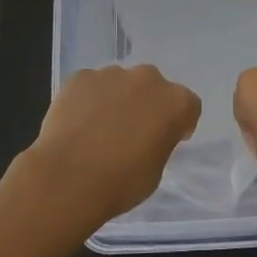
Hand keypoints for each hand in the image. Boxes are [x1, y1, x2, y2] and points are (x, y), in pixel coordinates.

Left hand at [21, 65, 201, 229]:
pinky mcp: (80, 77)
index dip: (179, 122)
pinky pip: (91, 86)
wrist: (67, 178)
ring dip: (117, 100)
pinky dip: (89, 99)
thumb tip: (149, 134)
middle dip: (147, 104)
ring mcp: (111, 74)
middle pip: (153, 87)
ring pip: (121, 84)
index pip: (188, 106)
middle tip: (132, 132)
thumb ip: (160, 142)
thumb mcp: (156, 170)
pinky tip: (77, 124)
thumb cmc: (120, 182)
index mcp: (174, 102)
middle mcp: (147, 79)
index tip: (168, 138)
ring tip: (99, 129)